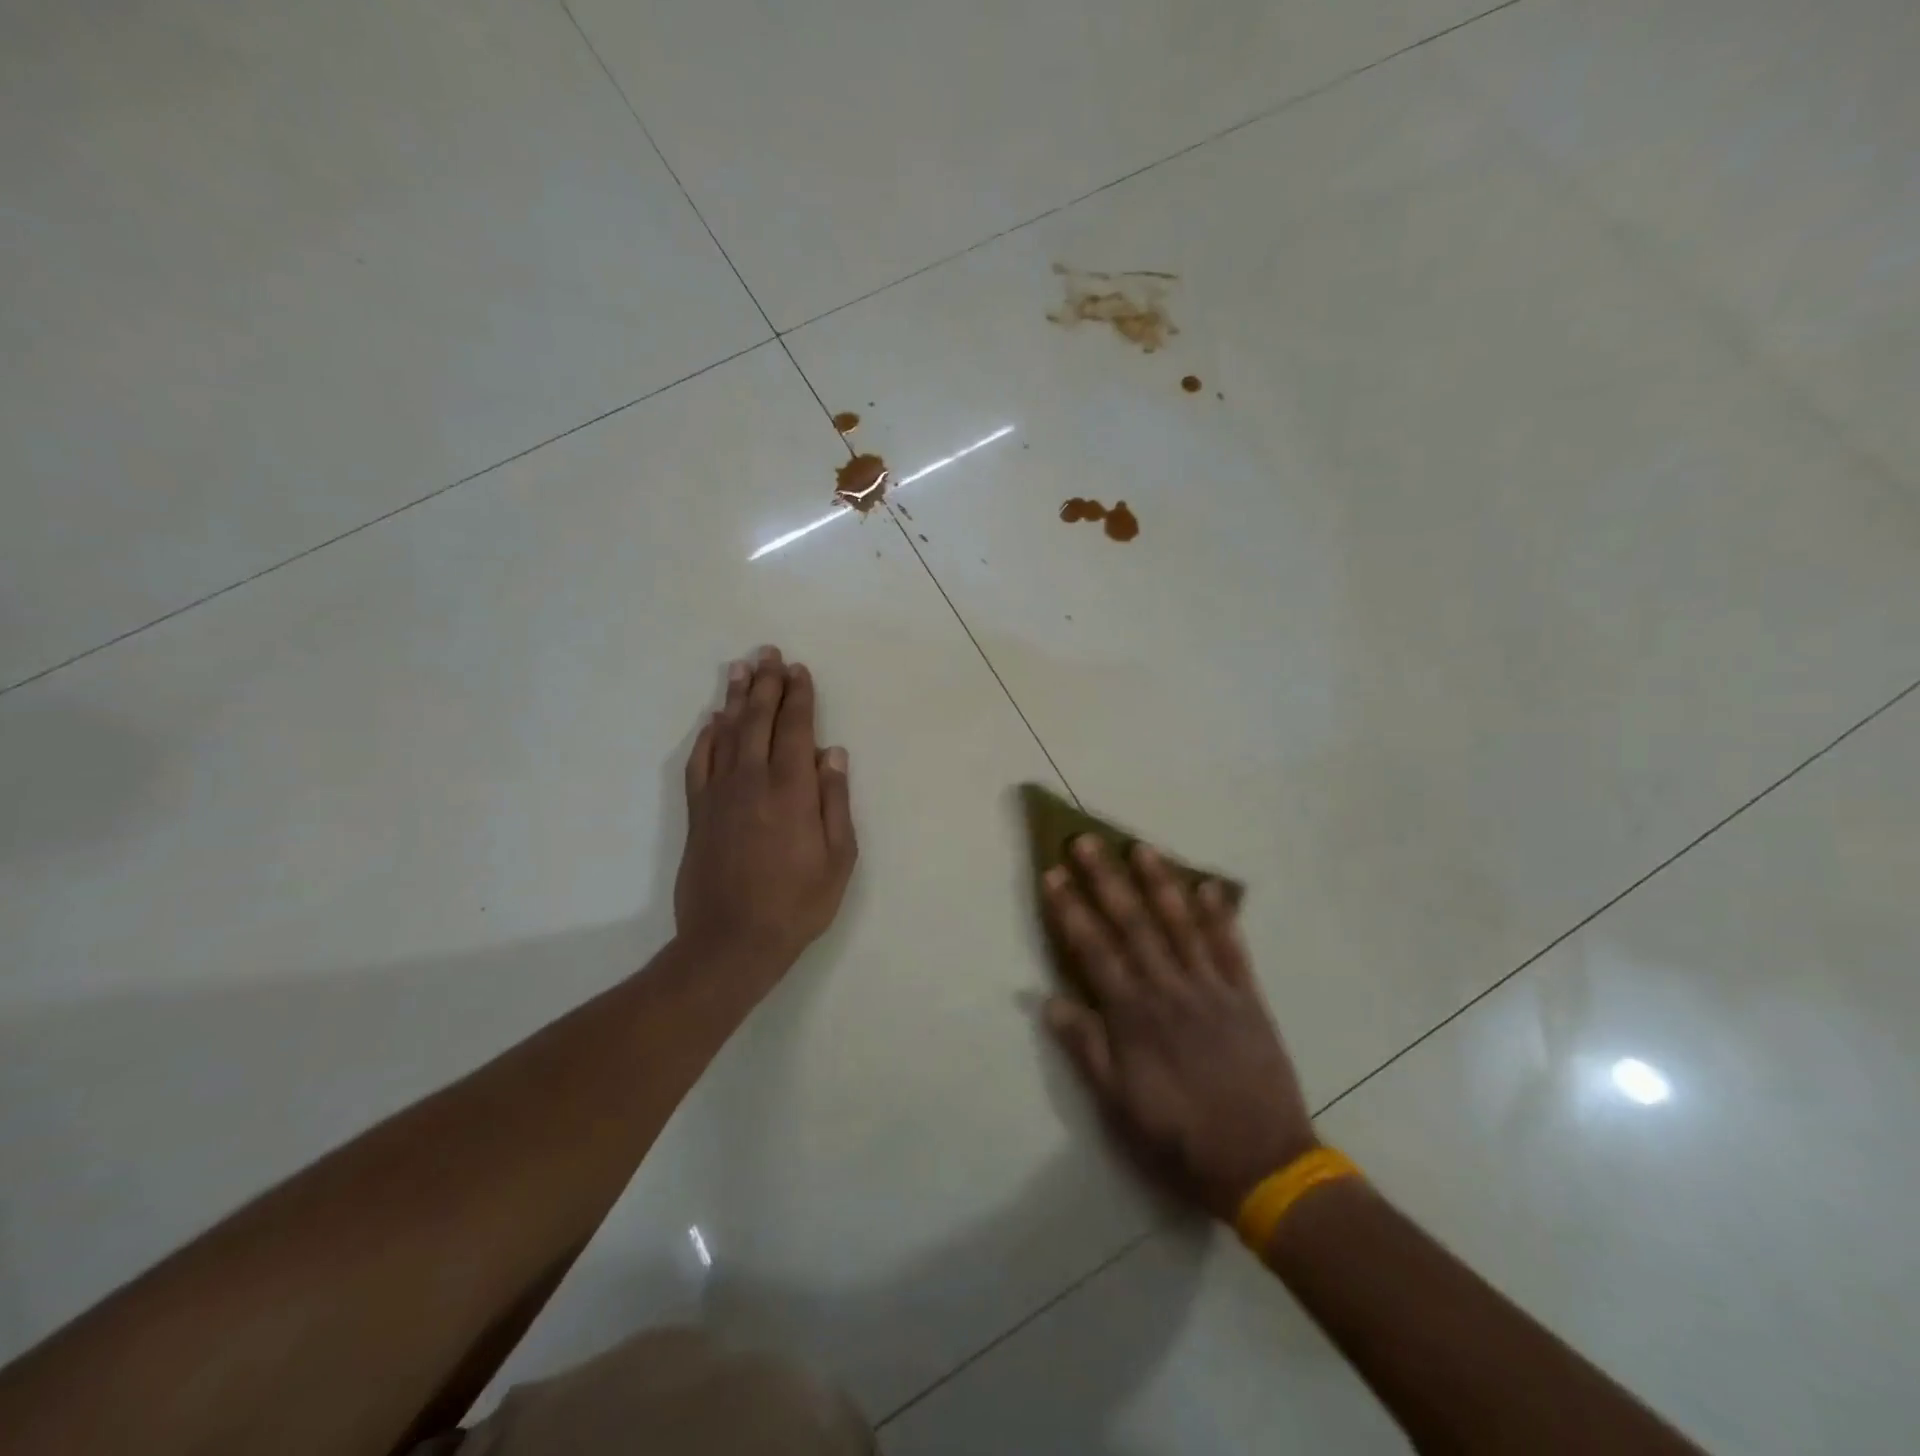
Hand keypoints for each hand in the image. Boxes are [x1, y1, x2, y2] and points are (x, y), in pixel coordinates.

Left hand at [676, 646, 857, 982]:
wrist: (730, 943)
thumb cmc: (796, 904)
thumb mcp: (838, 859)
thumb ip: (835, 801)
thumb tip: (832, 753)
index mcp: (792, 791)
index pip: (795, 729)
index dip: (798, 696)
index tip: (799, 670)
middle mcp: (753, 782)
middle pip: (758, 720)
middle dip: (766, 684)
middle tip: (768, 653)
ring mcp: (720, 795)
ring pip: (726, 734)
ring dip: (734, 699)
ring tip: (739, 669)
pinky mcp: (698, 813)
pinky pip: (700, 763)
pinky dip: (706, 737)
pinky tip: (712, 722)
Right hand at [1043, 835, 1316, 1219]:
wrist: (1263, 1165)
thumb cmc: (1180, 1138)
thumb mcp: (1118, 1106)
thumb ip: (1086, 1048)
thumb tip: (1048, 1000)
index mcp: (1134, 1015)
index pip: (1093, 949)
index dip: (1070, 910)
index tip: (1054, 874)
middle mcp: (1169, 989)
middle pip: (1133, 923)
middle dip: (1107, 880)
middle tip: (1087, 841)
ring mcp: (1212, 989)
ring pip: (1181, 924)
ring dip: (1159, 883)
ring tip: (1142, 848)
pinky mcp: (1247, 997)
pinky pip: (1232, 948)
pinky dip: (1220, 915)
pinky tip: (1209, 886)